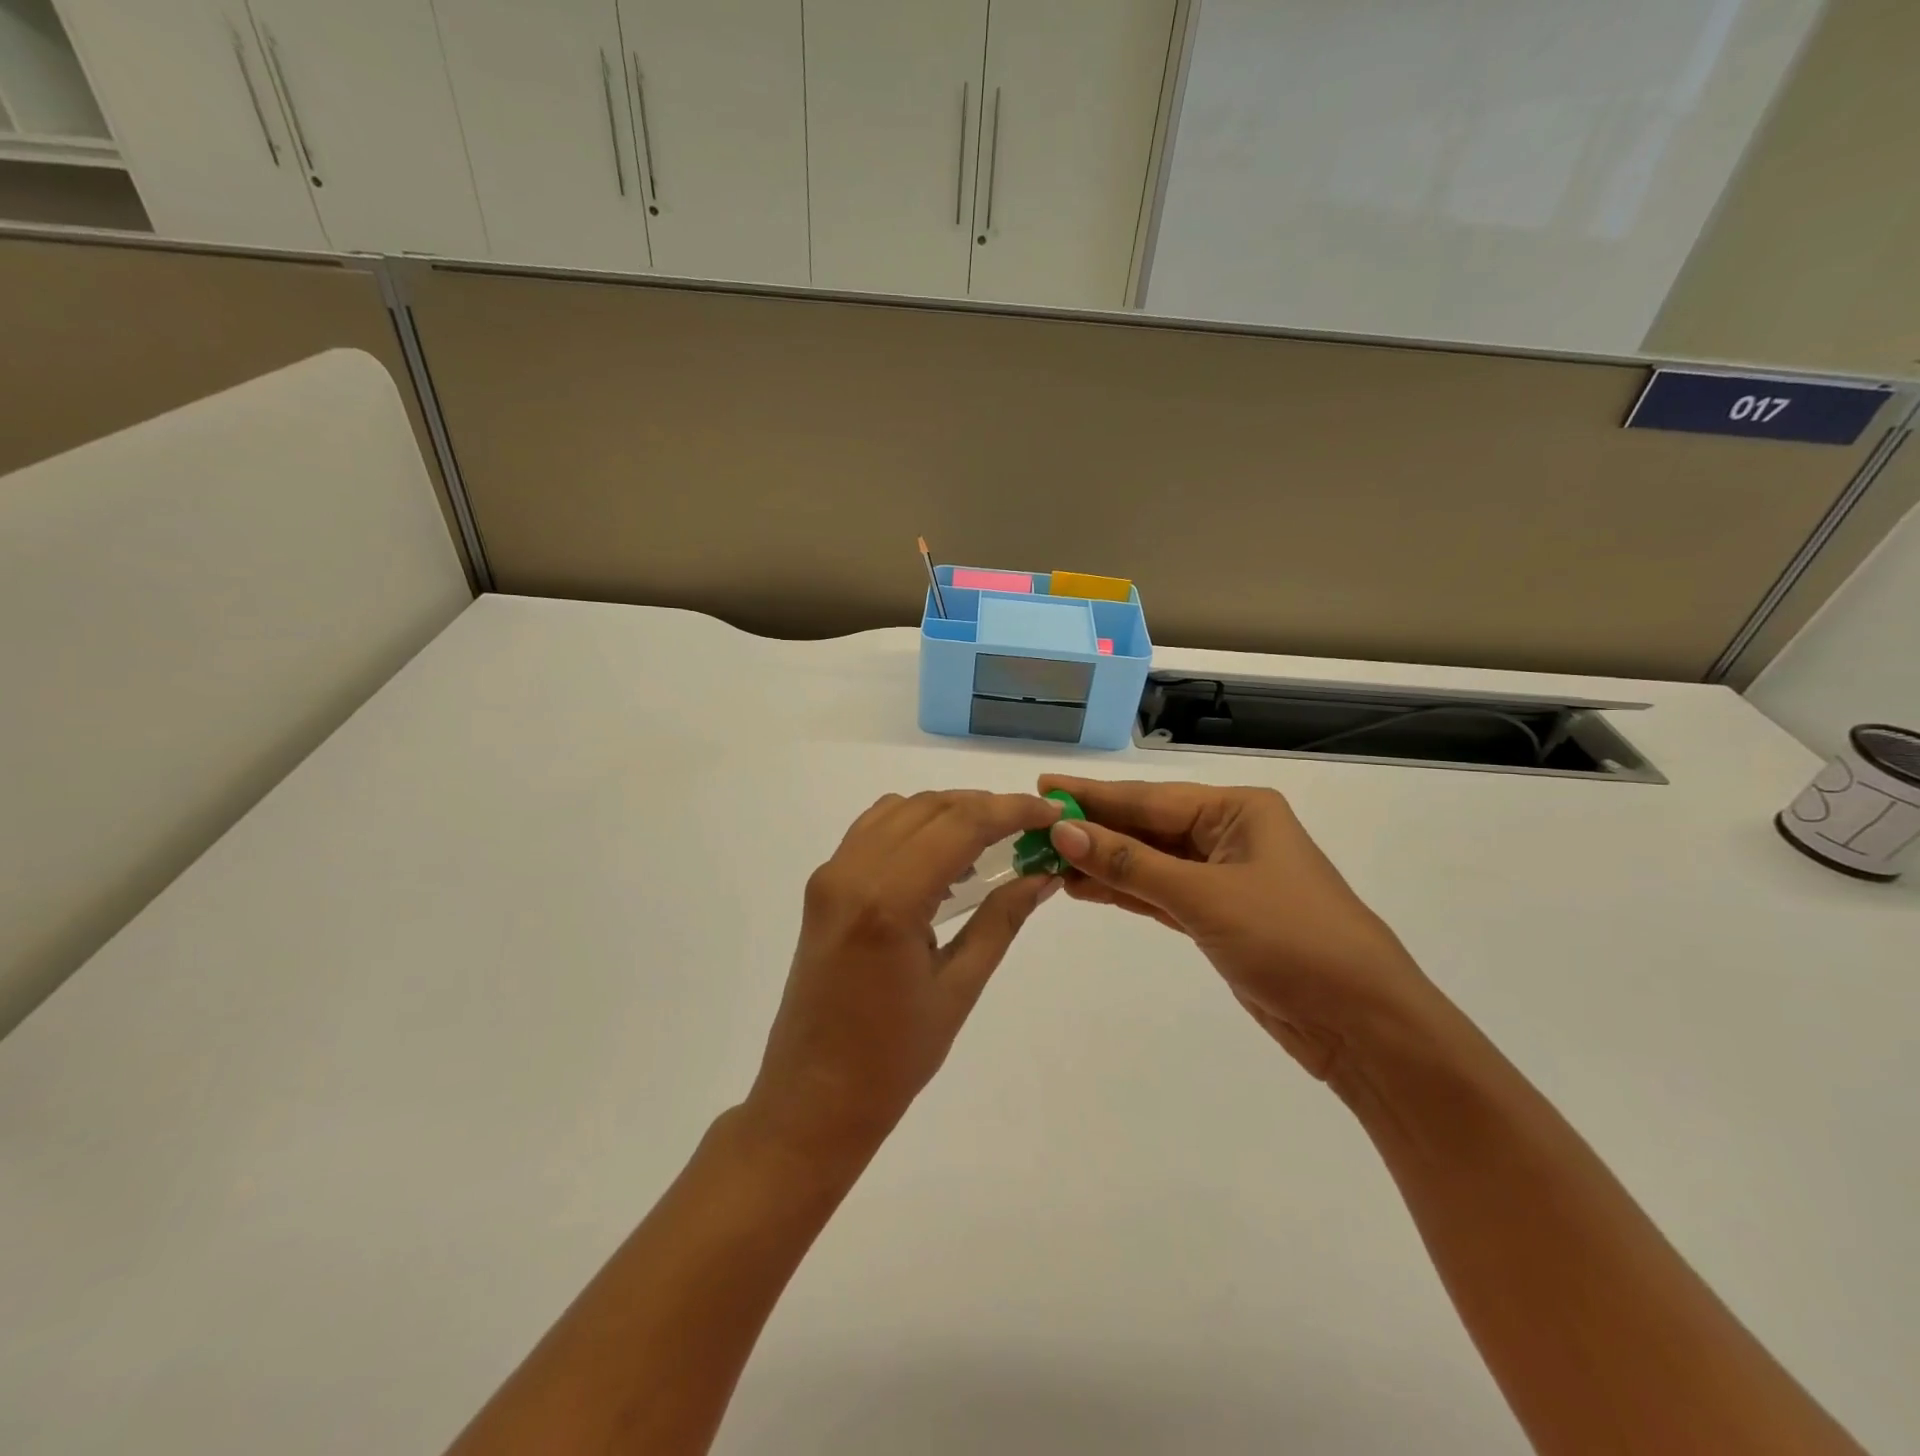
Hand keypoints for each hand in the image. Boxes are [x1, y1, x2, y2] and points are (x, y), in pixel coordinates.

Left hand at [742, 790, 1064, 1168]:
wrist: (812, 1099)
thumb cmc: (892, 1059)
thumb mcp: (958, 989)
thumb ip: (1002, 920)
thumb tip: (1044, 875)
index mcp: (889, 901)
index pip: (960, 824)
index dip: (1011, 810)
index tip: (1050, 814)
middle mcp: (853, 872)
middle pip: (930, 807)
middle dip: (985, 807)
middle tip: (1029, 829)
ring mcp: (831, 875)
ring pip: (900, 810)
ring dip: (948, 812)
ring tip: (991, 842)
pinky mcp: (822, 886)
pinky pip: (873, 831)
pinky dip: (913, 827)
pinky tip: (941, 860)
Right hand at [1038, 775, 1434, 1080]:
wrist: (1361, 1024)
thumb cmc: (1291, 940)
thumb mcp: (1204, 896)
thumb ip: (1131, 864)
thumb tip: (1064, 831)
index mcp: (1238, 811)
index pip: (1150, 798)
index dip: (1093, 795)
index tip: (1043, 788)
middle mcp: (1229, 835)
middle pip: (1147, 827)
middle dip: (1093, 828)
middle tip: (1033, 826)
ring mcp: (1223, 878)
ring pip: (1149, 862)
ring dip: (1102, 862)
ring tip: (1046, 859)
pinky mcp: (1217, 917)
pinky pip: (1159, 894)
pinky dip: (1123, 891)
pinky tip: (1083, 888)